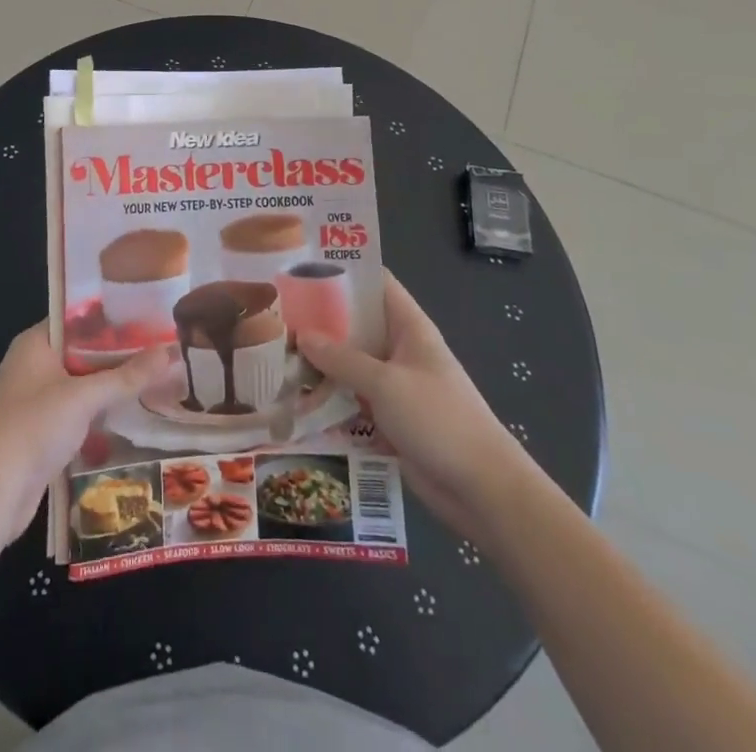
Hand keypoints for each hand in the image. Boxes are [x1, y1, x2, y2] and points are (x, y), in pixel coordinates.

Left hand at [0, 324, 178, 553]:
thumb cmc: (31, 430)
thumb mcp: (83, 398)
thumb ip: (127, 376)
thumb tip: (172, 350)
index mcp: (36, 343)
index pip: (80, 318)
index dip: (115, 316)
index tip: (152, 317)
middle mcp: (35, 365)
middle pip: (84, 351)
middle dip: (121, 354)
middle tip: (166, 349)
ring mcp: (37, 401)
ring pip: (84, 385)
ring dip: (114, 386)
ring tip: (160, 379)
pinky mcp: (43, 433)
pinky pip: (79, 413)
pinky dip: (102, 413)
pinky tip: (135, 416)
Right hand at [299, 273, 526, 533]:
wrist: (483, 490)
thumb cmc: (439, 420)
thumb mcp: (385, 384)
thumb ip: (342, 359)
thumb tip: (301, 335)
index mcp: (408, 326)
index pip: (374, 282)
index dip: (341, 270)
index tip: (299, 266)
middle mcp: (398, 348)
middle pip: (355, 323)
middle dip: (318, 319)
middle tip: (274, 312)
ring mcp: (394, 384)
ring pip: (349, 362)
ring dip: (319, 362)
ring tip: (272, 353)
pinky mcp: (388, 417)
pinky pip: (351, 397)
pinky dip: (328, 396)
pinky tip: (293, 397)